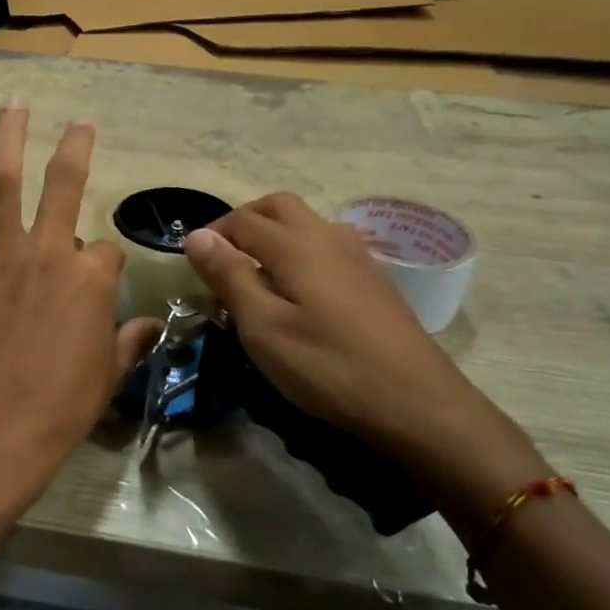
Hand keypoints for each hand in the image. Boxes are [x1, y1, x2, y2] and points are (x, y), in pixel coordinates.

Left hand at [0, 100, 158, 517]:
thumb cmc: (63, 403)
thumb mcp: (110, 373)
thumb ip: (129, 341)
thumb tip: (148, 326)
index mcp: (90, 278)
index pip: (106, 250)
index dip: (106, 264)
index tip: (99, 282)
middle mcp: (48, 252)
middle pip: (63, 184)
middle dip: (75, 147)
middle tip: (78, 121)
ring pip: (2, 183)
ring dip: (8, 138)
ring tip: (12, 104)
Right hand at [184, 194, 547, 525]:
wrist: (416, 402)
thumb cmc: (327, 365)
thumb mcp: (263, 326)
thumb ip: (229, 275)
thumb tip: (196, 235)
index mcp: (295, 243)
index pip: (242, 220)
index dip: (212, 234)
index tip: (193, 263)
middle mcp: (327, 236)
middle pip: (277, 207)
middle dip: (243, 222)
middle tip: (221, 258)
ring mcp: (356, 255)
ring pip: (305, 224)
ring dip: (272, 235)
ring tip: (255, 276)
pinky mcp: (373, 279)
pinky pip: (325, 246)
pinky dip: (299, 253)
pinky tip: (297, 292)